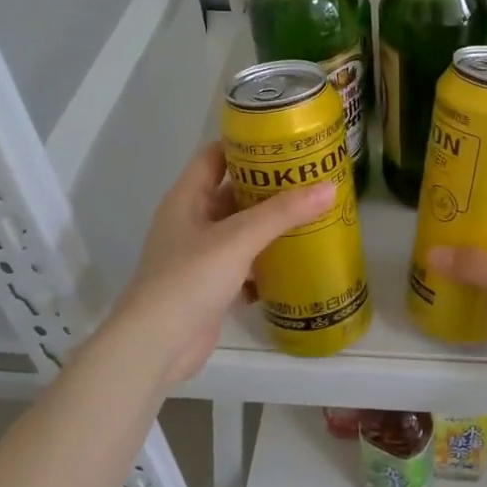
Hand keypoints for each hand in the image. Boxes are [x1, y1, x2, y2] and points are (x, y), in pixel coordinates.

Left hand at [110, 143, 332, 386]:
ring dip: (272, 225)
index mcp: (186, 199)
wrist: (156, 346)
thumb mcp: (238, 239)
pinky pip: (245, 264)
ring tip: (314, 214)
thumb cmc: (189, 279)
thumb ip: (283, 213)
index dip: (245, 145)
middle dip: (269, 187)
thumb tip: (330, 187)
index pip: (214, 156)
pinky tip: (298, 260)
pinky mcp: (211, 286)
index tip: (284, 140)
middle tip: (311, 178)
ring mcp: (200, 256)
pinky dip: (267, 261)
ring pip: (241, 230)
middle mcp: (192, 222)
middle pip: (233, 193)